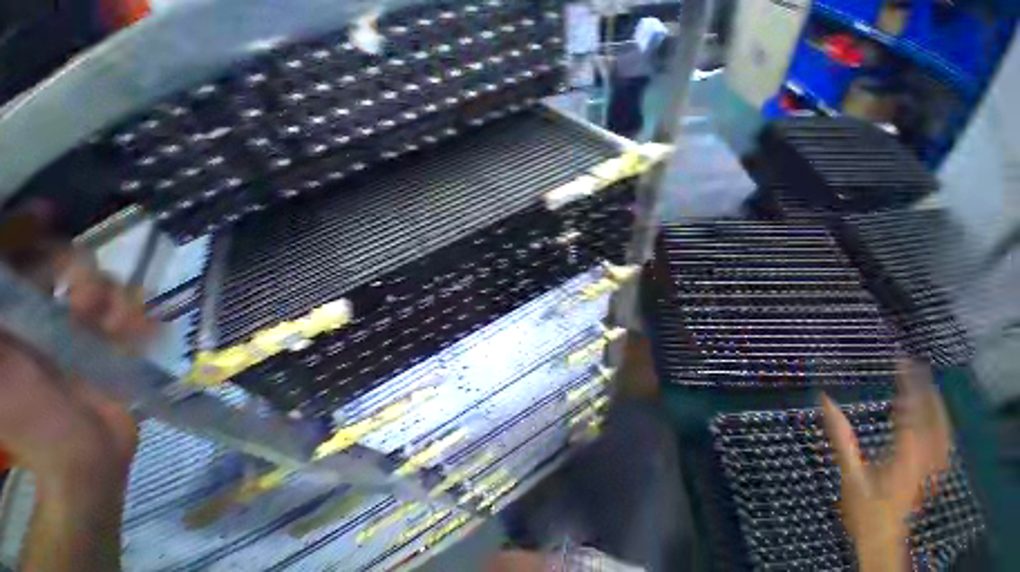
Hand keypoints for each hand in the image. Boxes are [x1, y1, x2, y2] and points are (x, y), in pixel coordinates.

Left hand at [0, 249, 149, 481]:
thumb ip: (6, 309)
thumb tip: (13, 271)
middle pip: (62, 265)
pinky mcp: (112, 341)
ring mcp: (78, 327)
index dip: (27, 231)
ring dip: (112, 300)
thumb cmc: (28, 417)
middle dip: (79, 272)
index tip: (49, 213)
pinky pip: (129, 313)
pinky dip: (137, 318)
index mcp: (12, 316)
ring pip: (101, 286)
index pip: (18, 258)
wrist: (84, 455)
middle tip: (87, 298)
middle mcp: (40, 312)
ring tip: (116, 327)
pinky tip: (139, 332)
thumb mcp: (1, 367)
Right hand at [822, 360, 951, 571]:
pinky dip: (940, 423)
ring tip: (927, 384)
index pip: (912, 413)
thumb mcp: (849, 474)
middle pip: (934, 419)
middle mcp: (925, 459)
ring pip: (943, 430)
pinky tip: (936, 418)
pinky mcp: (931, 472)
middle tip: (916, 366)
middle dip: (927, 390)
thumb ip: (841, 437)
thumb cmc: (863, 508)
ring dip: (937, 405)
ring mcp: (932, 467)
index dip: (910, 386)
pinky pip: (942, 441)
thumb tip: (825, 400)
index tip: (902, 363)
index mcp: (905, 457)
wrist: (882, 538)